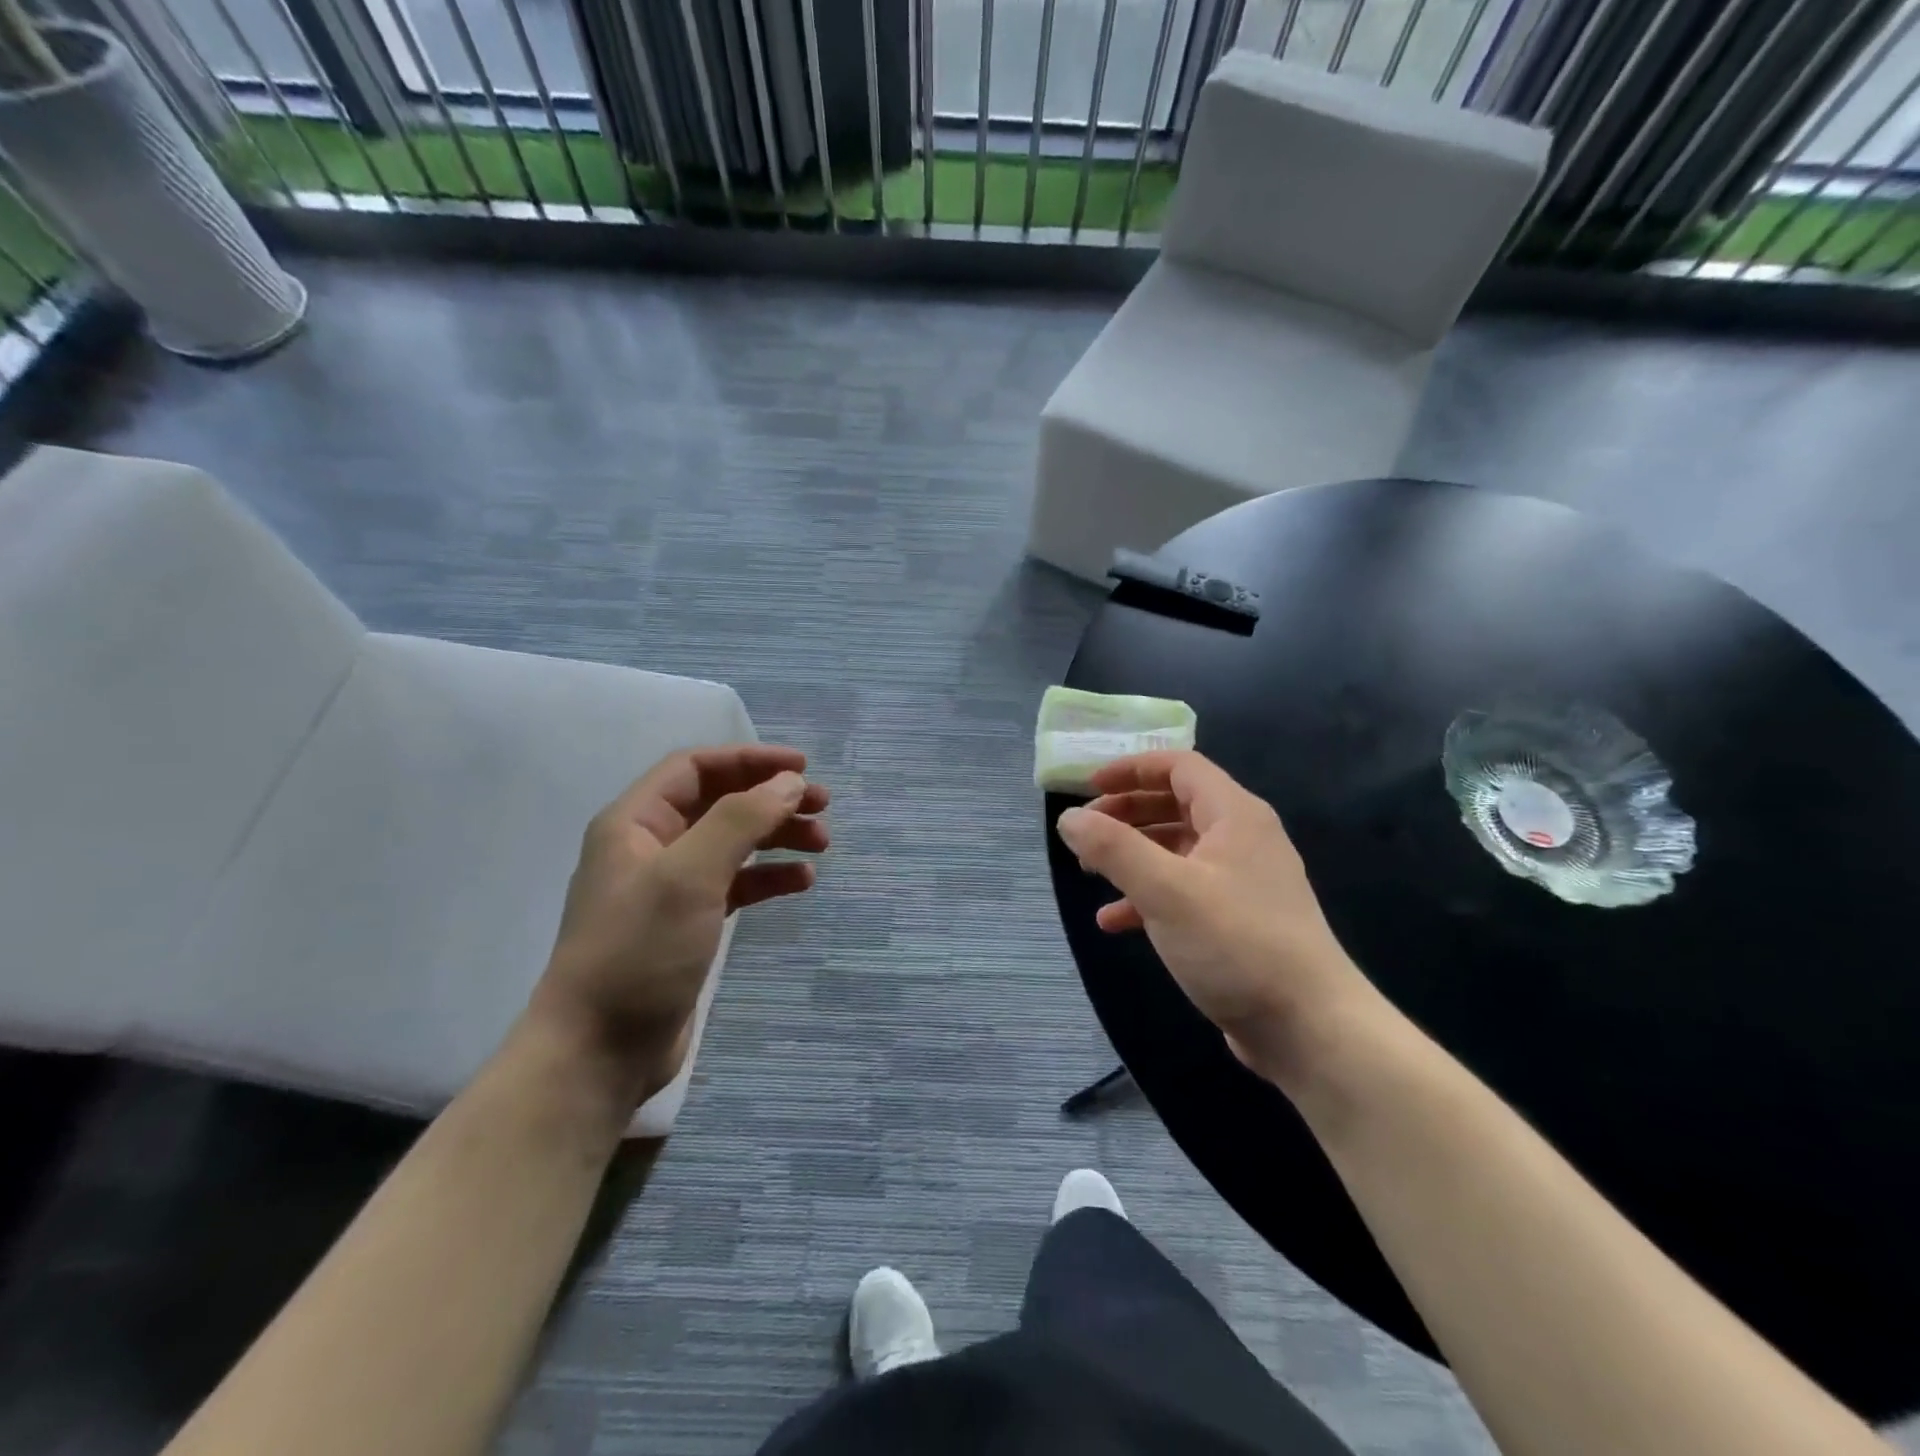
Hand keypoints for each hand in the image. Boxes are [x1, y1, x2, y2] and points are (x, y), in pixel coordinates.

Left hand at [530, 744, 829, 1105]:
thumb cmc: (639, 951)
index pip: (696, 768)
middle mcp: (649, 847)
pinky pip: (734, 884)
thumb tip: (790, 784)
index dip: (750, 761)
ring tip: (820, 845)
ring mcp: (668, 889)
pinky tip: (800, 884)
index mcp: (634, 822)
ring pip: (731, 844)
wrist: (598, 1052)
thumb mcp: (690, 875)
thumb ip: (741, 820)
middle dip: (771, 800)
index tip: (803, 769)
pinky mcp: (687, 926)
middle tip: (822, 808)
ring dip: (775, 837)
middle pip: (719, 803)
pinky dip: (767, 878)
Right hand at [1055, 750, 1374, 1082]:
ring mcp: (1243, 882)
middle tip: (1085, 831)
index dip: (1131, 768)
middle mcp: (1242, 839)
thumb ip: (1113, 848)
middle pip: (1176, 804)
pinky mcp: (1238, 921)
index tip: (1088, 787)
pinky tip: (1114, 922)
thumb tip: (1069, 818)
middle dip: (1127, 812)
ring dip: (1133, 855)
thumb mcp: (1165, 890)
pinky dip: (1148, 897)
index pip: (1180, 766)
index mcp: (1234, 815)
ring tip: (1090, 873)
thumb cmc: (1236, 944)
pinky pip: (1185, 891)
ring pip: (1177, 850)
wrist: (1310, 1029)